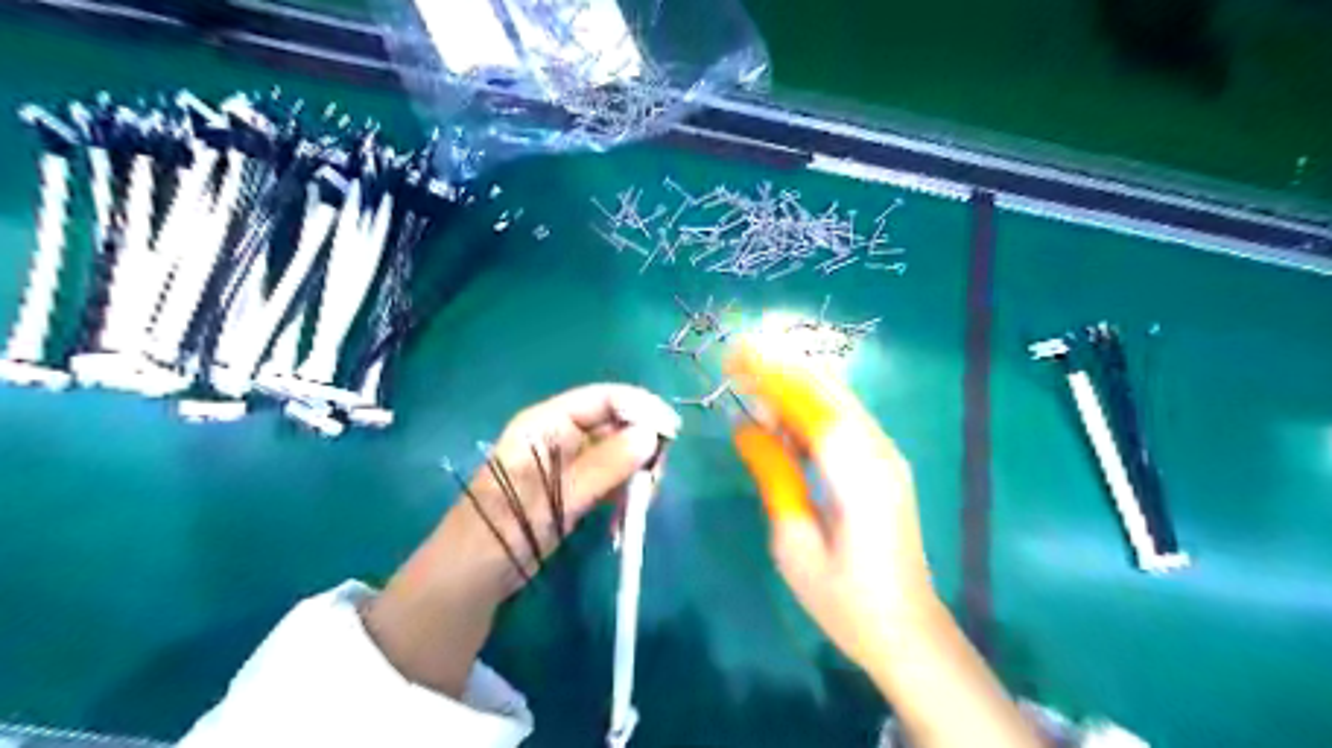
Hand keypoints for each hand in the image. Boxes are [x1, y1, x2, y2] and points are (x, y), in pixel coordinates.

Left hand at [361, 382, 681, 698]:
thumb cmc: (498, 535)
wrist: (465, 586)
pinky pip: (611, 483)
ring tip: (638, 510)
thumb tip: (652, 436)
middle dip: (641, 450)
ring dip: (636, 478)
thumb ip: (602, 467)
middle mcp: (559, 437)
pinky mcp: (574, 492)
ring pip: (619, 456)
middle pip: (616, 425)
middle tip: (652, 485)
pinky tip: (622, 524)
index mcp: (545, 425)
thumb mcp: (551, 500)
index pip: (603, 399)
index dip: (640, 408)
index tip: (672, 433)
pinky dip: (624, 498)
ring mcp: (568, 466)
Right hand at [728, 345, 935, 672]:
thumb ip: (773, 476)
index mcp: (859, 477)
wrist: (907, 631)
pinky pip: (845, 420)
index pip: (812, 407)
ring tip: (749, 379)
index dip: (773, 376)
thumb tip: (744, 426)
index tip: (734, 356)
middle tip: (736, 356)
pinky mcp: (885, 465)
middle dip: (782, 367)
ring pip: (838, 400)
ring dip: (795, 383)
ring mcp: (887, 457)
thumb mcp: (794, 543)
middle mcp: (880, 454)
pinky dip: (810, 407)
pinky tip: (781, 415)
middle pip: (829, 392)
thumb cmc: (845, 600)